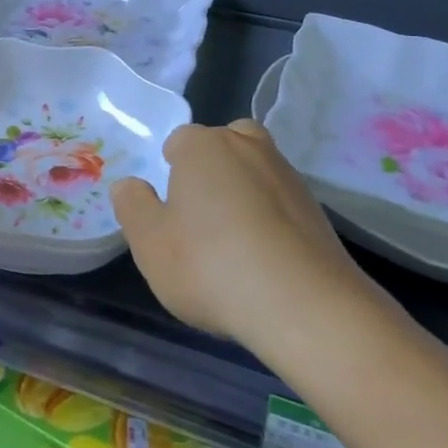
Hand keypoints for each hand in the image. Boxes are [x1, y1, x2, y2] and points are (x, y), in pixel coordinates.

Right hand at [112, 119, 379, 353]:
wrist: (305, 306)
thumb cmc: (211, 265)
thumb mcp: (149, 243)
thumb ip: (132, 206)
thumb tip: (130, 184)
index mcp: (202, 146)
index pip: (179, 141)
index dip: (170, 171)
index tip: (170, 210)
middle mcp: (247, 146)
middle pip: (223, 144)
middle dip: (211, 169)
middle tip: (200, 216)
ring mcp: (288, 175)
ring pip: (255, 171)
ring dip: (244, 193)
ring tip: (234, 243)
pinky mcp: (318, 209)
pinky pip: (281, 202)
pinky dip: (271, 219)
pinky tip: (265, 258)